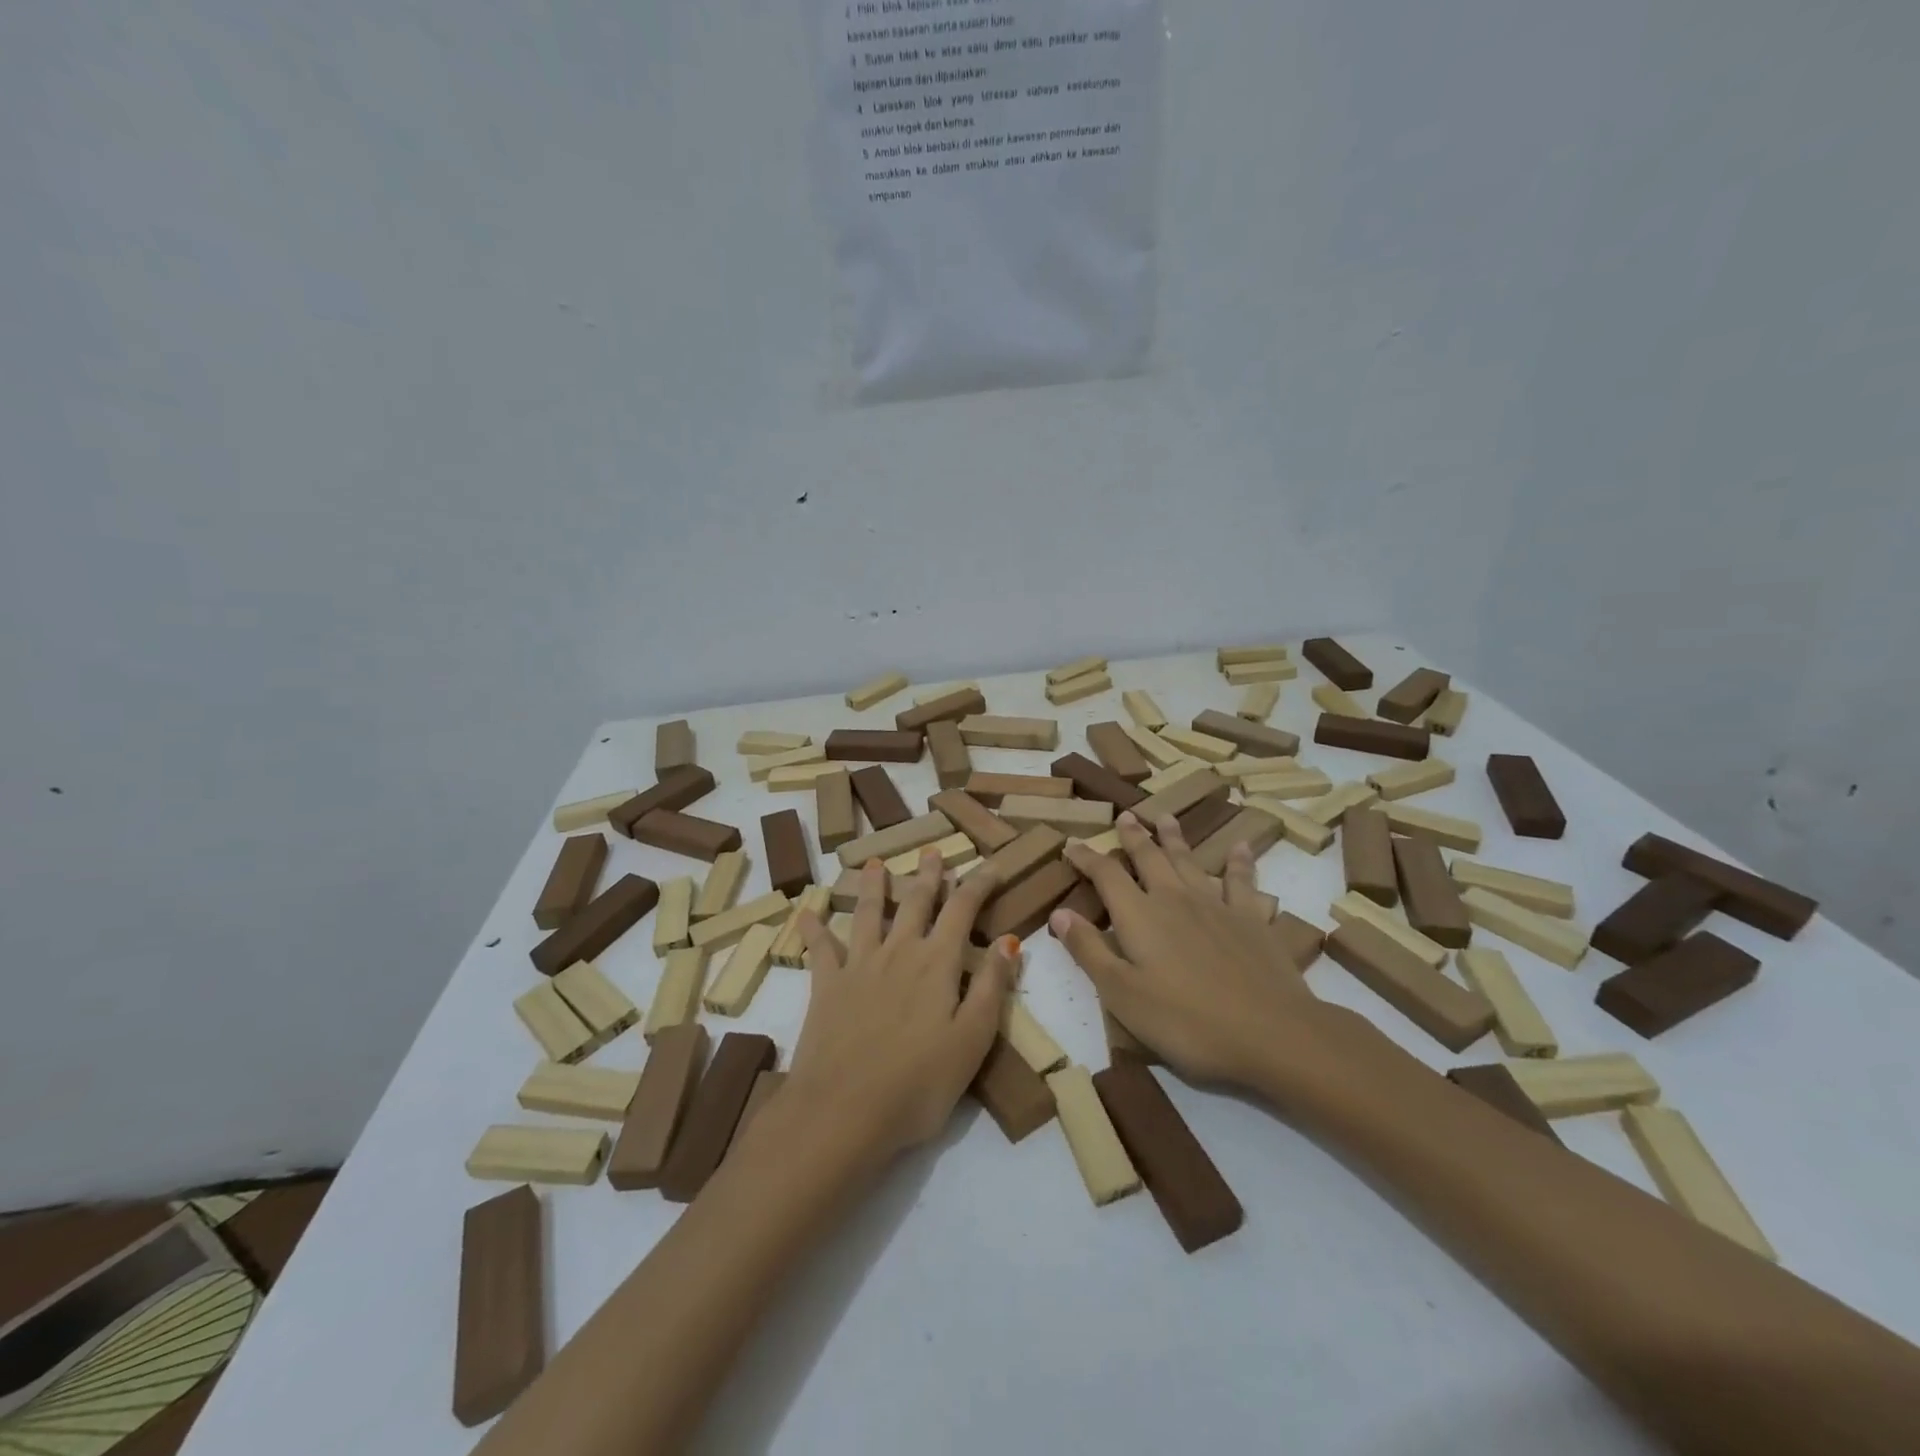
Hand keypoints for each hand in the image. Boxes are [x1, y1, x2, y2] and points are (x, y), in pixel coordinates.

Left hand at [789, 852, 1017, 1164]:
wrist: (842, 1111)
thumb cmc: (918, 1084)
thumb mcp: (972, 1040)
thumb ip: (992, 987)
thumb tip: (1009, 940)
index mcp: (937, 963)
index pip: (962, 909)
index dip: (978, 884)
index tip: (992, 865)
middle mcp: (898, 952)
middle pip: (915, 903)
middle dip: (928, 876)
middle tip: (932, 851)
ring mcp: (858, 966)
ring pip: (869, 914)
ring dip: (875, 887)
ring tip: (876, 864)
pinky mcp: (826, 987)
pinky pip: (820, 948)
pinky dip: (814, 928)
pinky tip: (806, 912)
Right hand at [1052, 811, 1339, 1096]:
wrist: (1270, 1033)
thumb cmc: (1185, 1021)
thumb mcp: (1122, 994)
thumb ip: (1089, 950)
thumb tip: (1059, 912)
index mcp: (1139, 915)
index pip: (1106, 875)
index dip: (1086, 858)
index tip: (1072, 845)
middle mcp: (1175, 899)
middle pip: (1149, 857)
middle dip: (1134, 837)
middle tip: (1125, 817)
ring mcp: (1216, 905)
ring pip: (1189, 861)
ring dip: (1175, 838)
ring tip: (1166, 817)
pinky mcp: (1252, 919)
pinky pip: (1242, 881)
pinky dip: (1239, 862)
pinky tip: (1240, 847)